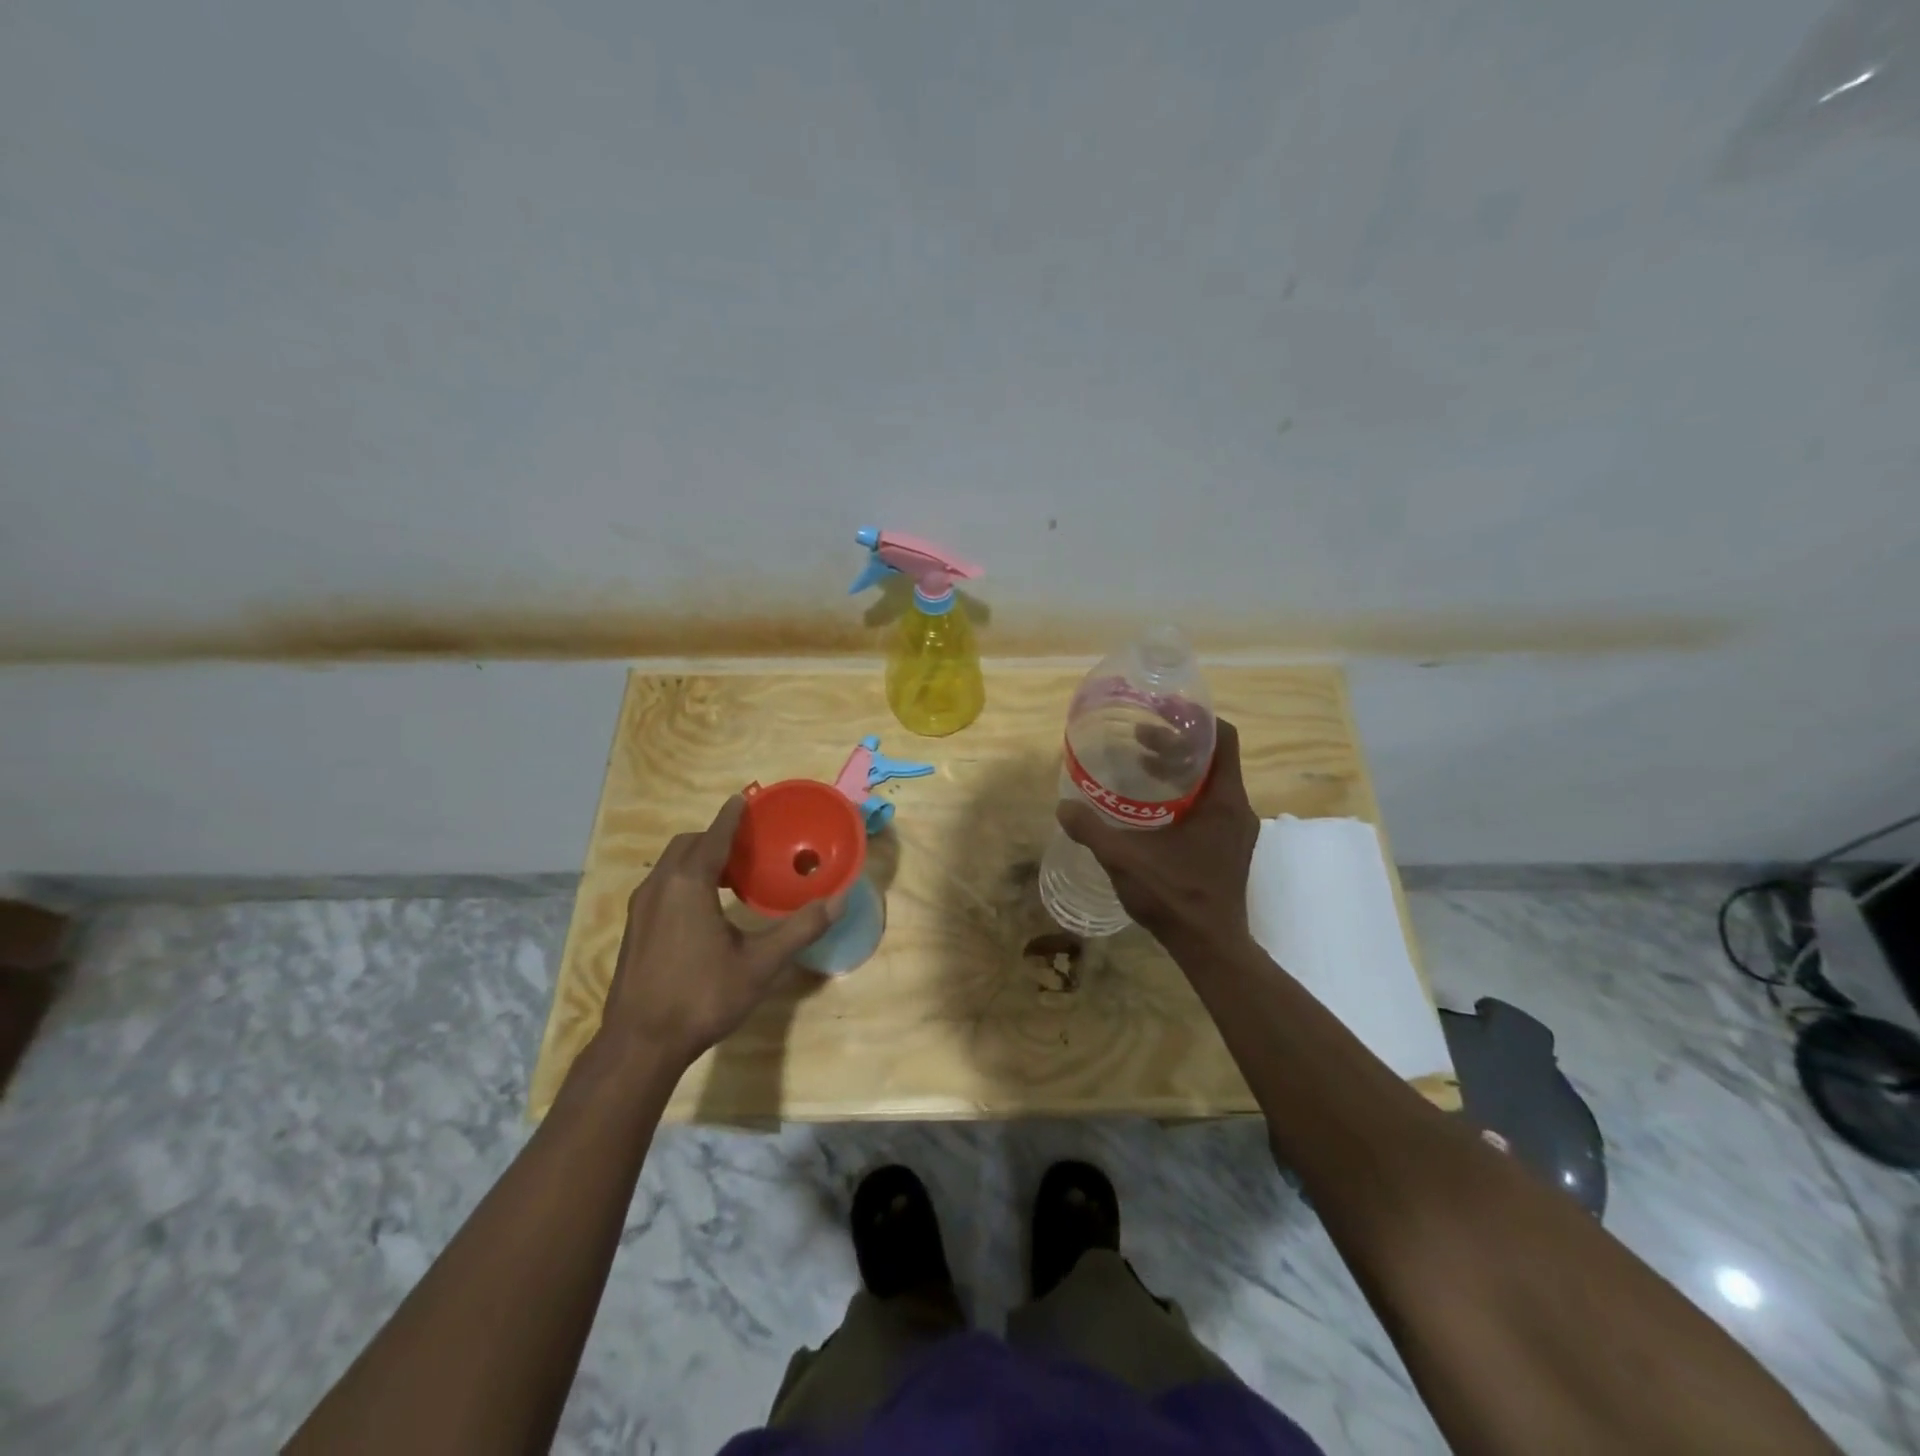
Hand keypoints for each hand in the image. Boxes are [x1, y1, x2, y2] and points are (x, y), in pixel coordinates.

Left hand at [598, 795, 844, 1069]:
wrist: (640, 1044)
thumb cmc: (702, 997)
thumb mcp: (760, 964)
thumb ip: (801, 929)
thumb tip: (839, 900)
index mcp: (689, 884)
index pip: (714, 835)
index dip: (732, 816)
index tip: (746, 800)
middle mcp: (660, 886)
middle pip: (688, 845)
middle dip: (716, 837)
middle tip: (748, 846)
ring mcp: (641, 908)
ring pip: (671, 865)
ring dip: (699, 859)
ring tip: (731, 877)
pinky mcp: (634, 928)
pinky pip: (662, 885)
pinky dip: (685, 879)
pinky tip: (705, 909)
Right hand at [1057, 718, 1259, 951]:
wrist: (1211, 947)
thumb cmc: (1175, 897)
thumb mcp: (1125, 860)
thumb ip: (1092, 830)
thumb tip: (1063, 807)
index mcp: (1223, 801)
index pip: (1223, 738)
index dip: (1196, 718)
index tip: (1164, 709)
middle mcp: (1238, 808)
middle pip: (1214, 757)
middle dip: (1178, 741)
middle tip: (1141, 737)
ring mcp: (1237, 829)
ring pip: (1212, 781)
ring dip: (1180, 767)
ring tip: (1143, 764)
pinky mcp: (1230, 846)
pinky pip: (1211, 803)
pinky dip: (1185, 792)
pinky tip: (1153, 806)